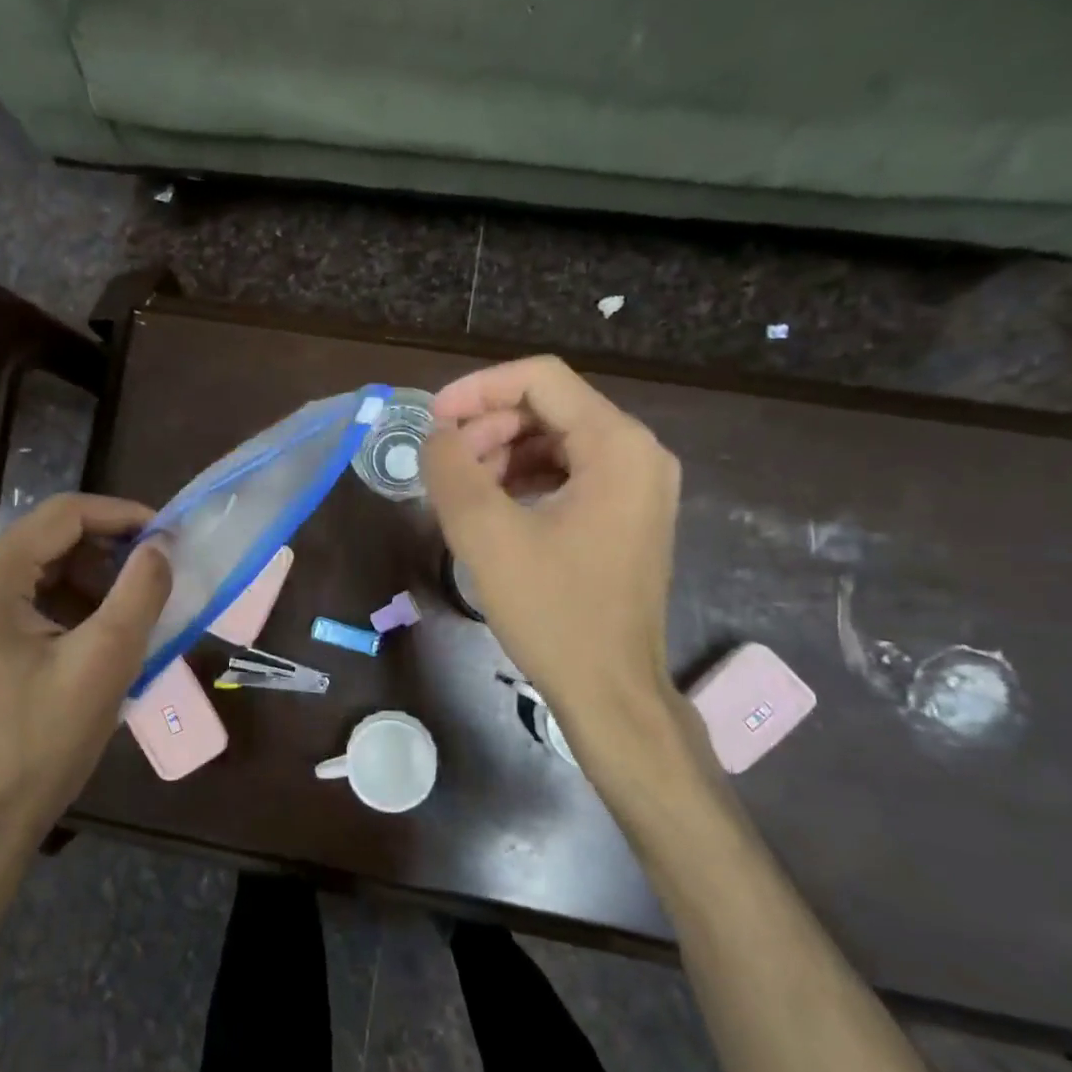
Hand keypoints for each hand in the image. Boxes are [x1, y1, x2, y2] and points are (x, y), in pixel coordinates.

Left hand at [0, 494, 171, 843]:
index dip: (123, 515)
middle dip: (112, 551)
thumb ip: (140, 592)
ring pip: (49, 565)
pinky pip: (37, 595)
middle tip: (161, 574)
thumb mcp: (105, 662)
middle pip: (53, 536)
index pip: (64, 514)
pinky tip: (108, 633)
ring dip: (98, 580)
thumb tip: (162, 544)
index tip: (171, 535)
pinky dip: (78, 603)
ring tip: (139, 611)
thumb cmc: (42, 741)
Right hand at [422, 356, 708, 807]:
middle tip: (444, 466)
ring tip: (461, 492)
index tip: (432, 420)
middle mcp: (638, 454)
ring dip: (501, 456)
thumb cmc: (554, 611)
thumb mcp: (487, 535)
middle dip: (488, 428)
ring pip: (555, 442)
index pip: (540, 380)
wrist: (610, 691)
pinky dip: (523, 481)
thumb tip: (436, 436)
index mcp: (617, 445)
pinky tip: (491, 511)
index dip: (478, 389)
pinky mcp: (625, 517)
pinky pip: (568, 475)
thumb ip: (452, 469)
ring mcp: (637, 487)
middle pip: (549, 409)